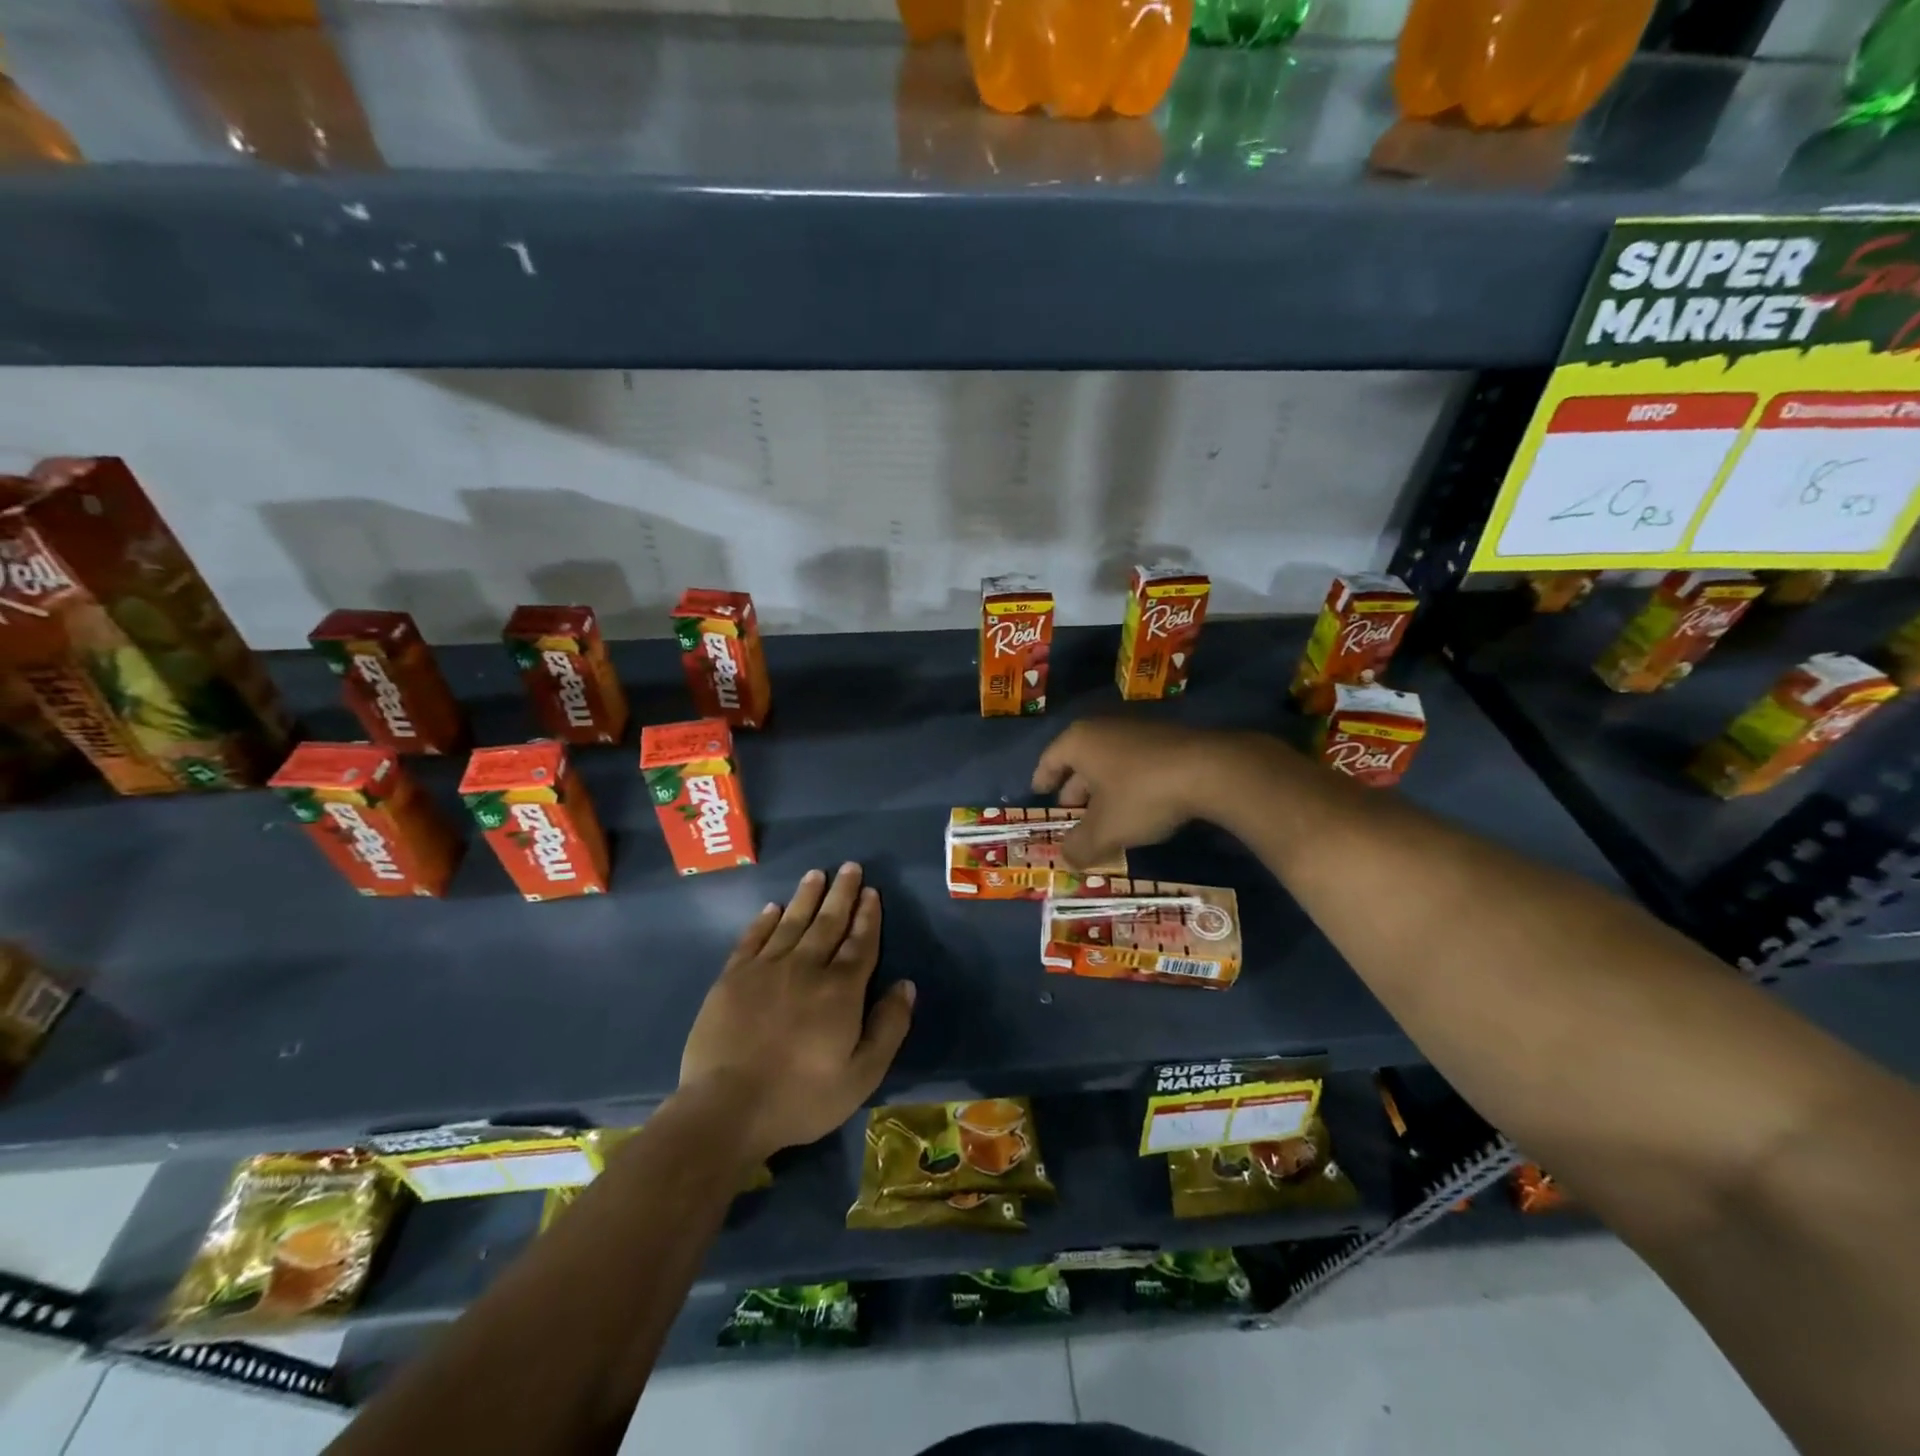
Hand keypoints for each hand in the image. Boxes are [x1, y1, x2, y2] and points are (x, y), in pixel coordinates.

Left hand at [679, 864, 914, 1161]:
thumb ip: (888, 1027)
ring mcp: (766, 969)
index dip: (868, 916)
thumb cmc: (801, 1097)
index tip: (872, 892)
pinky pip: (753, 939)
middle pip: (828, 922)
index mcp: (840, 989)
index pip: (860, 942)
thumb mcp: (861, 1075)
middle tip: (850, 866)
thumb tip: (906, 985)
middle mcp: (806, 967)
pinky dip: (764, 921)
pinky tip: (772, 908)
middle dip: (842, 893)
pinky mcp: (732, 978)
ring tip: (816, 874)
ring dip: (806, 897)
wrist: (726, 1108)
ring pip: (792, 922)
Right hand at [1032, 720, 1254, 867]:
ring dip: (1104, 790)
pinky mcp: (1168, 740)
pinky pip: (1136, 764)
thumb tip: (1066, 859)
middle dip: (1075, 790)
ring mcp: (1138, 730)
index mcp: (1079, 741)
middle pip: (1080, 761)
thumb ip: (1080, 846)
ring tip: (1105, 818)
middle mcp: (1104, 728)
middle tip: (1072, 816)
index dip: (1043, 780)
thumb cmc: (1141, 794)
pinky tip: (1138, 809)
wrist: (1210, 770)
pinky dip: (1129, 785)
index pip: (1049, 760)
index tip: (1040, 795)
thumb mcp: (1105, 829)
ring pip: (1110, 763)